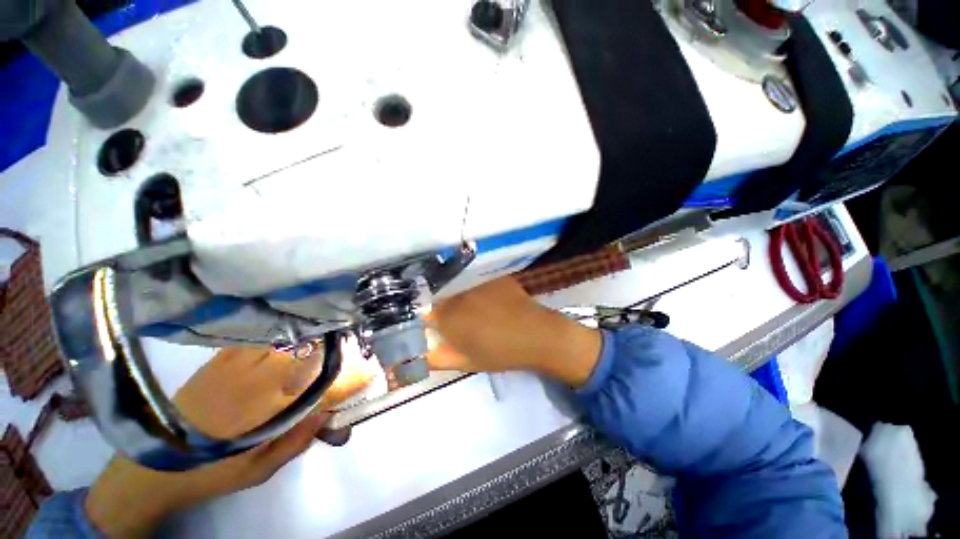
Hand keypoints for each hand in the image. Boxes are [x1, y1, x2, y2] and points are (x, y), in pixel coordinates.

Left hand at [84, 346, 369, 537]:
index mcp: (271, 411)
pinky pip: (259, 336)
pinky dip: (280, 331)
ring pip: (286, 340)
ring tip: (326, 329)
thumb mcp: (259, 471)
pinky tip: (289, 330)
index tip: (370, 373)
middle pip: (309, 353)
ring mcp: (239, 365)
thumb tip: (327, 413)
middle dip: (334, 346)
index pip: (326, 389)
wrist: (152, 462)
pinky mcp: (221, 358)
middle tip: (348, 342)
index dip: (353, 380)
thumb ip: (298, 441)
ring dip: (309, 334)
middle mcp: (260, 381)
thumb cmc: (212, 470)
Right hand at [427, 277, 601, 386]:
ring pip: (458, 285)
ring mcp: (477, 282)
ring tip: (475, 306)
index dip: (432, 317)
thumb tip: (420, 355)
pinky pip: (476, 278)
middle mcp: (459, 294)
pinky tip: (488, 296)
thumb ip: (439, 358)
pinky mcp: (493, 275)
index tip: (439, 324)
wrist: (537, 336)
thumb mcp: (467, 362)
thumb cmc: (501, 353)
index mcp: (449, 317)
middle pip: (442, 295)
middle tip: (458, 316)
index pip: (427, 311)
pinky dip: (476, 286)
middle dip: (445, 304)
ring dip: (459, 293)